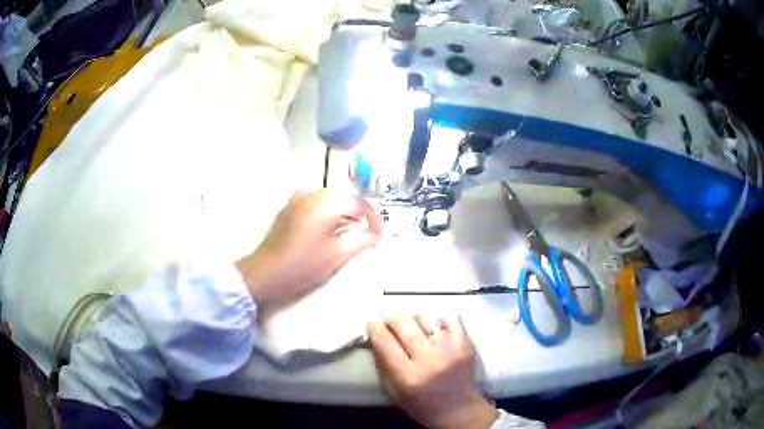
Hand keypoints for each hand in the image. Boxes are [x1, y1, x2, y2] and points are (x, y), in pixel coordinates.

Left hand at [236, 189, 380, 305]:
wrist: (266, 273)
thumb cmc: (303, 265)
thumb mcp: (338, 254)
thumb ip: (362, 240)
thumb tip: (376, 234)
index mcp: (326, 203)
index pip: (359, 203)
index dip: (373, 218)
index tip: (378, 235)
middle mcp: (312, 194)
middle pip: (344, 197)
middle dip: (359, 213)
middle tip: (367, 233)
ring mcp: (298, 199)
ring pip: (330, 198)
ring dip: (343, 210)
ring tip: (350, 230)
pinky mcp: (289, 208)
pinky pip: (315, 202)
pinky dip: (327, 210)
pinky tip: (326, 227)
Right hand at [367, 315, 498, 428]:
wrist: (458, 409)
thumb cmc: (421, 404)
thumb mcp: (394, 391)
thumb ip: (384, 364)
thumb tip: (376, 337)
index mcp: (408, 377)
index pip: (385, 343)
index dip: (375, 328)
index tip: (371, 323)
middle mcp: (429, 361)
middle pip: (404, 325)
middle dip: (392, 319)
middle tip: (390, 321)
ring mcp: (450, 350)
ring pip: (426, 318)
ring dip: (414, 317)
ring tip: (412, 322)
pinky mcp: (465, 344)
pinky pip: (450, 319)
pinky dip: (439, 318)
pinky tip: (433, 324)